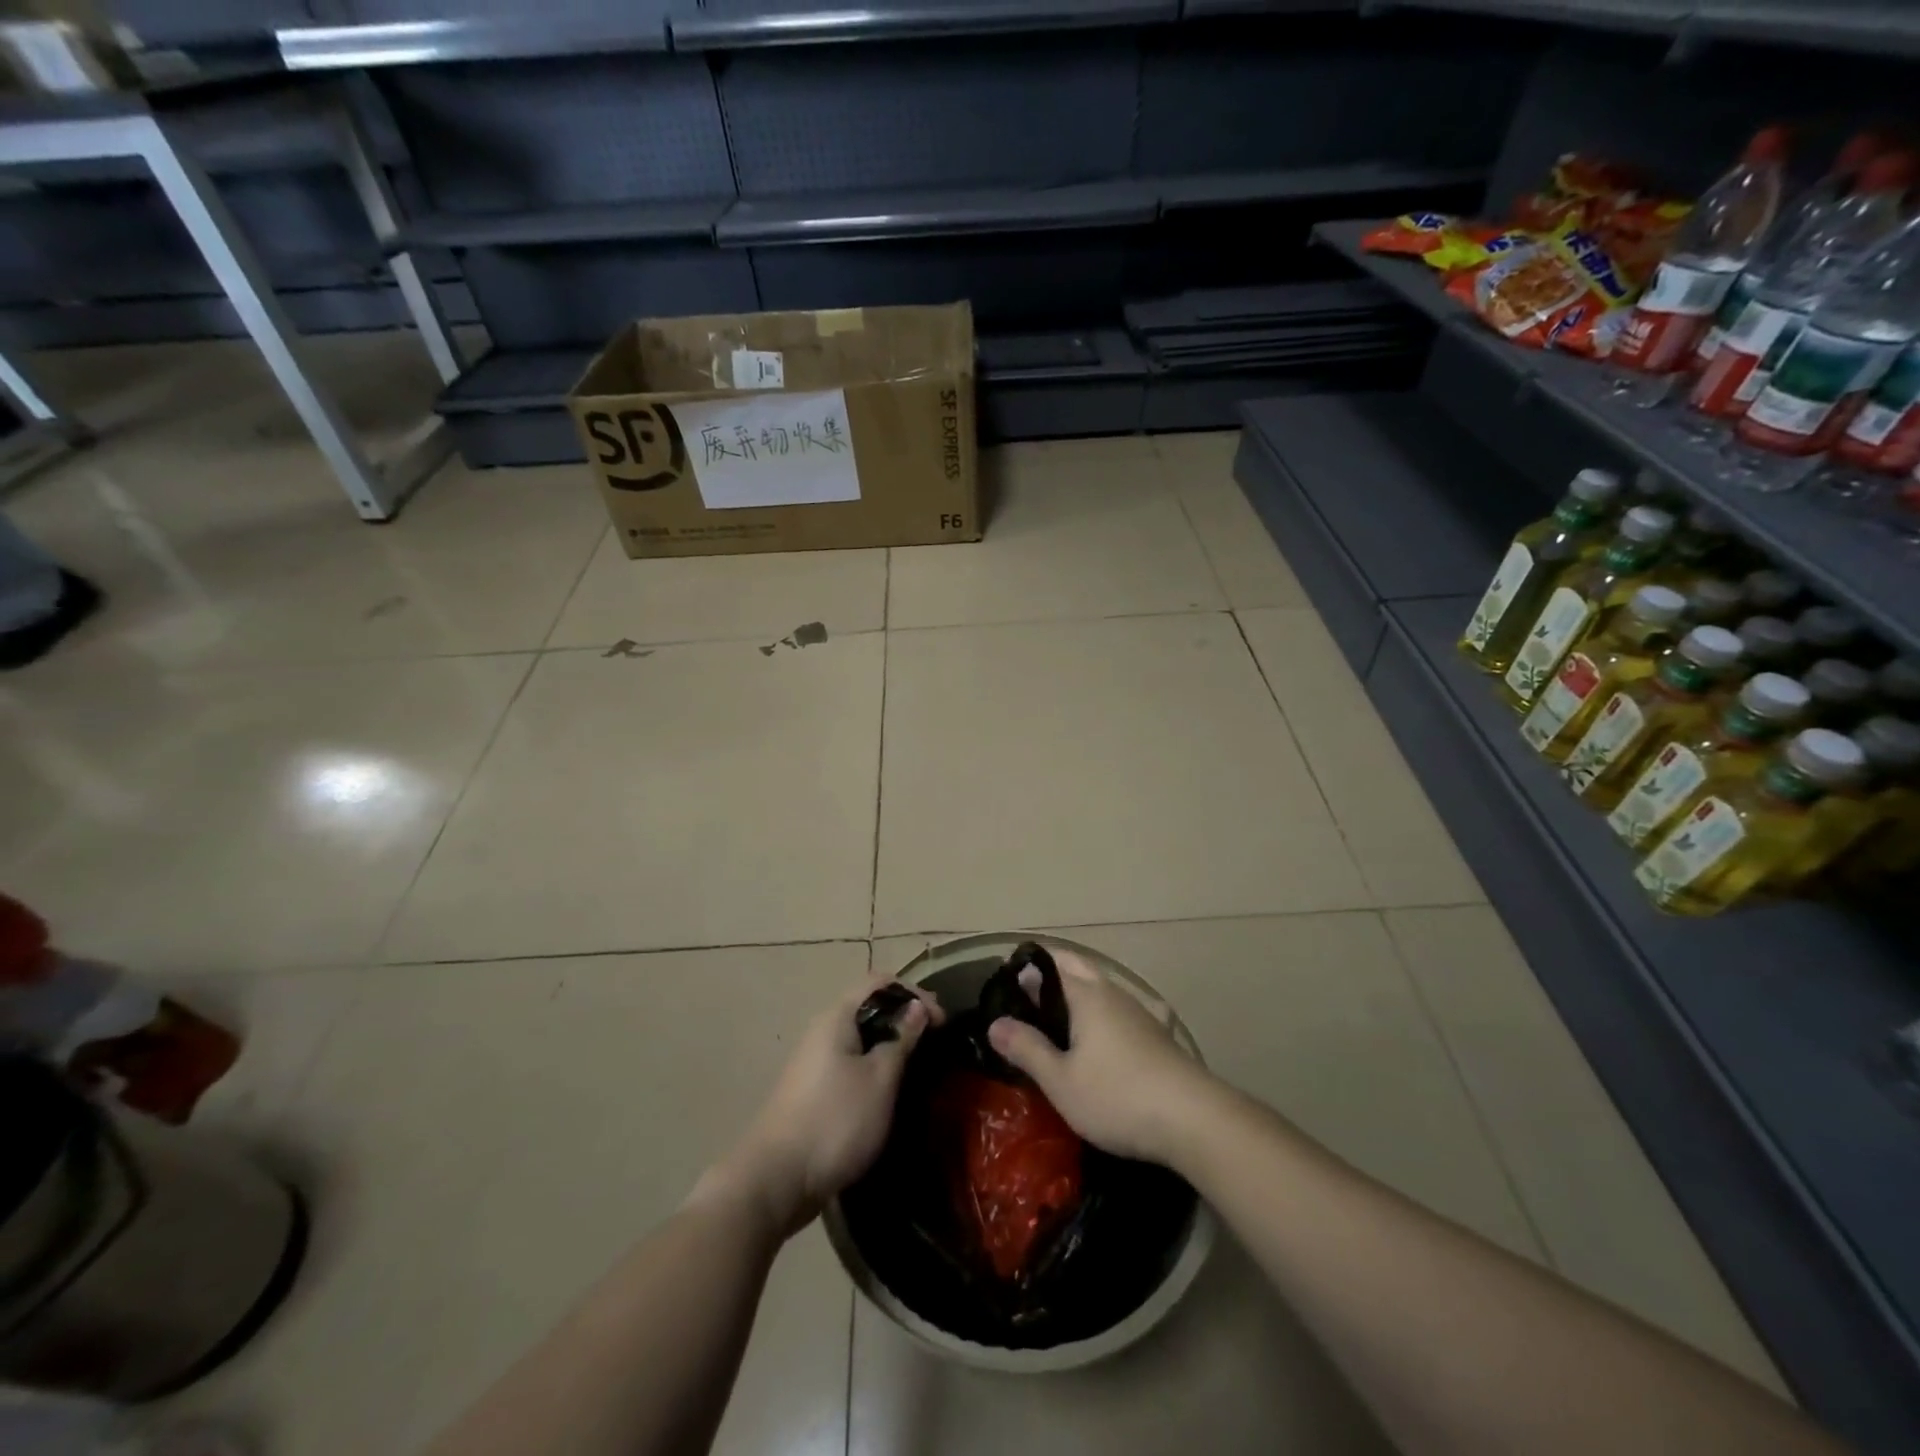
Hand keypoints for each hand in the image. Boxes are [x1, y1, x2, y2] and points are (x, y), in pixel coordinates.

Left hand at [703, 975, 943, 1236]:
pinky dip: (874, 1067)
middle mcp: (822, 1031)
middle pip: (869, 1007)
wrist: (775, 1181)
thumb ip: (901, 1038)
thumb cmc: (835, 1121)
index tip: (942, 1022)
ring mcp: (814, 1062)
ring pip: (860, 1038)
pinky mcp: (813, 1091)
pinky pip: (851, 1063)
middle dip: (904, 1018)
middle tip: (935, 1042)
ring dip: (890, 1044)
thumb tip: (917, 1006)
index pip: (879, 982)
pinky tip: (889, 1091)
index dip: (914, 993)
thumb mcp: (880, 1078)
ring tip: (918, 1066)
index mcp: (837, 1018)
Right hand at [987, 949, 1214, 1165]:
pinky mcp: (1156, 1035)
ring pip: (1101, 988)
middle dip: (1051, 974)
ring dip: (1077, 994)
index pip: (1050, 964)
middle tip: (1026, 1000)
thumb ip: (1026, 1049)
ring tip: (1054, 1021)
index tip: (1004, 989)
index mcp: (1087, 995)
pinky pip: (1118, 1011)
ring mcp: (1139, 1012)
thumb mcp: (1061, 1081)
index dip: (1026, 971)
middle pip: (1078, 968)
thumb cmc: (1117, 1095)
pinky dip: (1099, 1014)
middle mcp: (1113, 993)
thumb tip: (995, 1023)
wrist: (1193, 1119)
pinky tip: (1097, 1041)